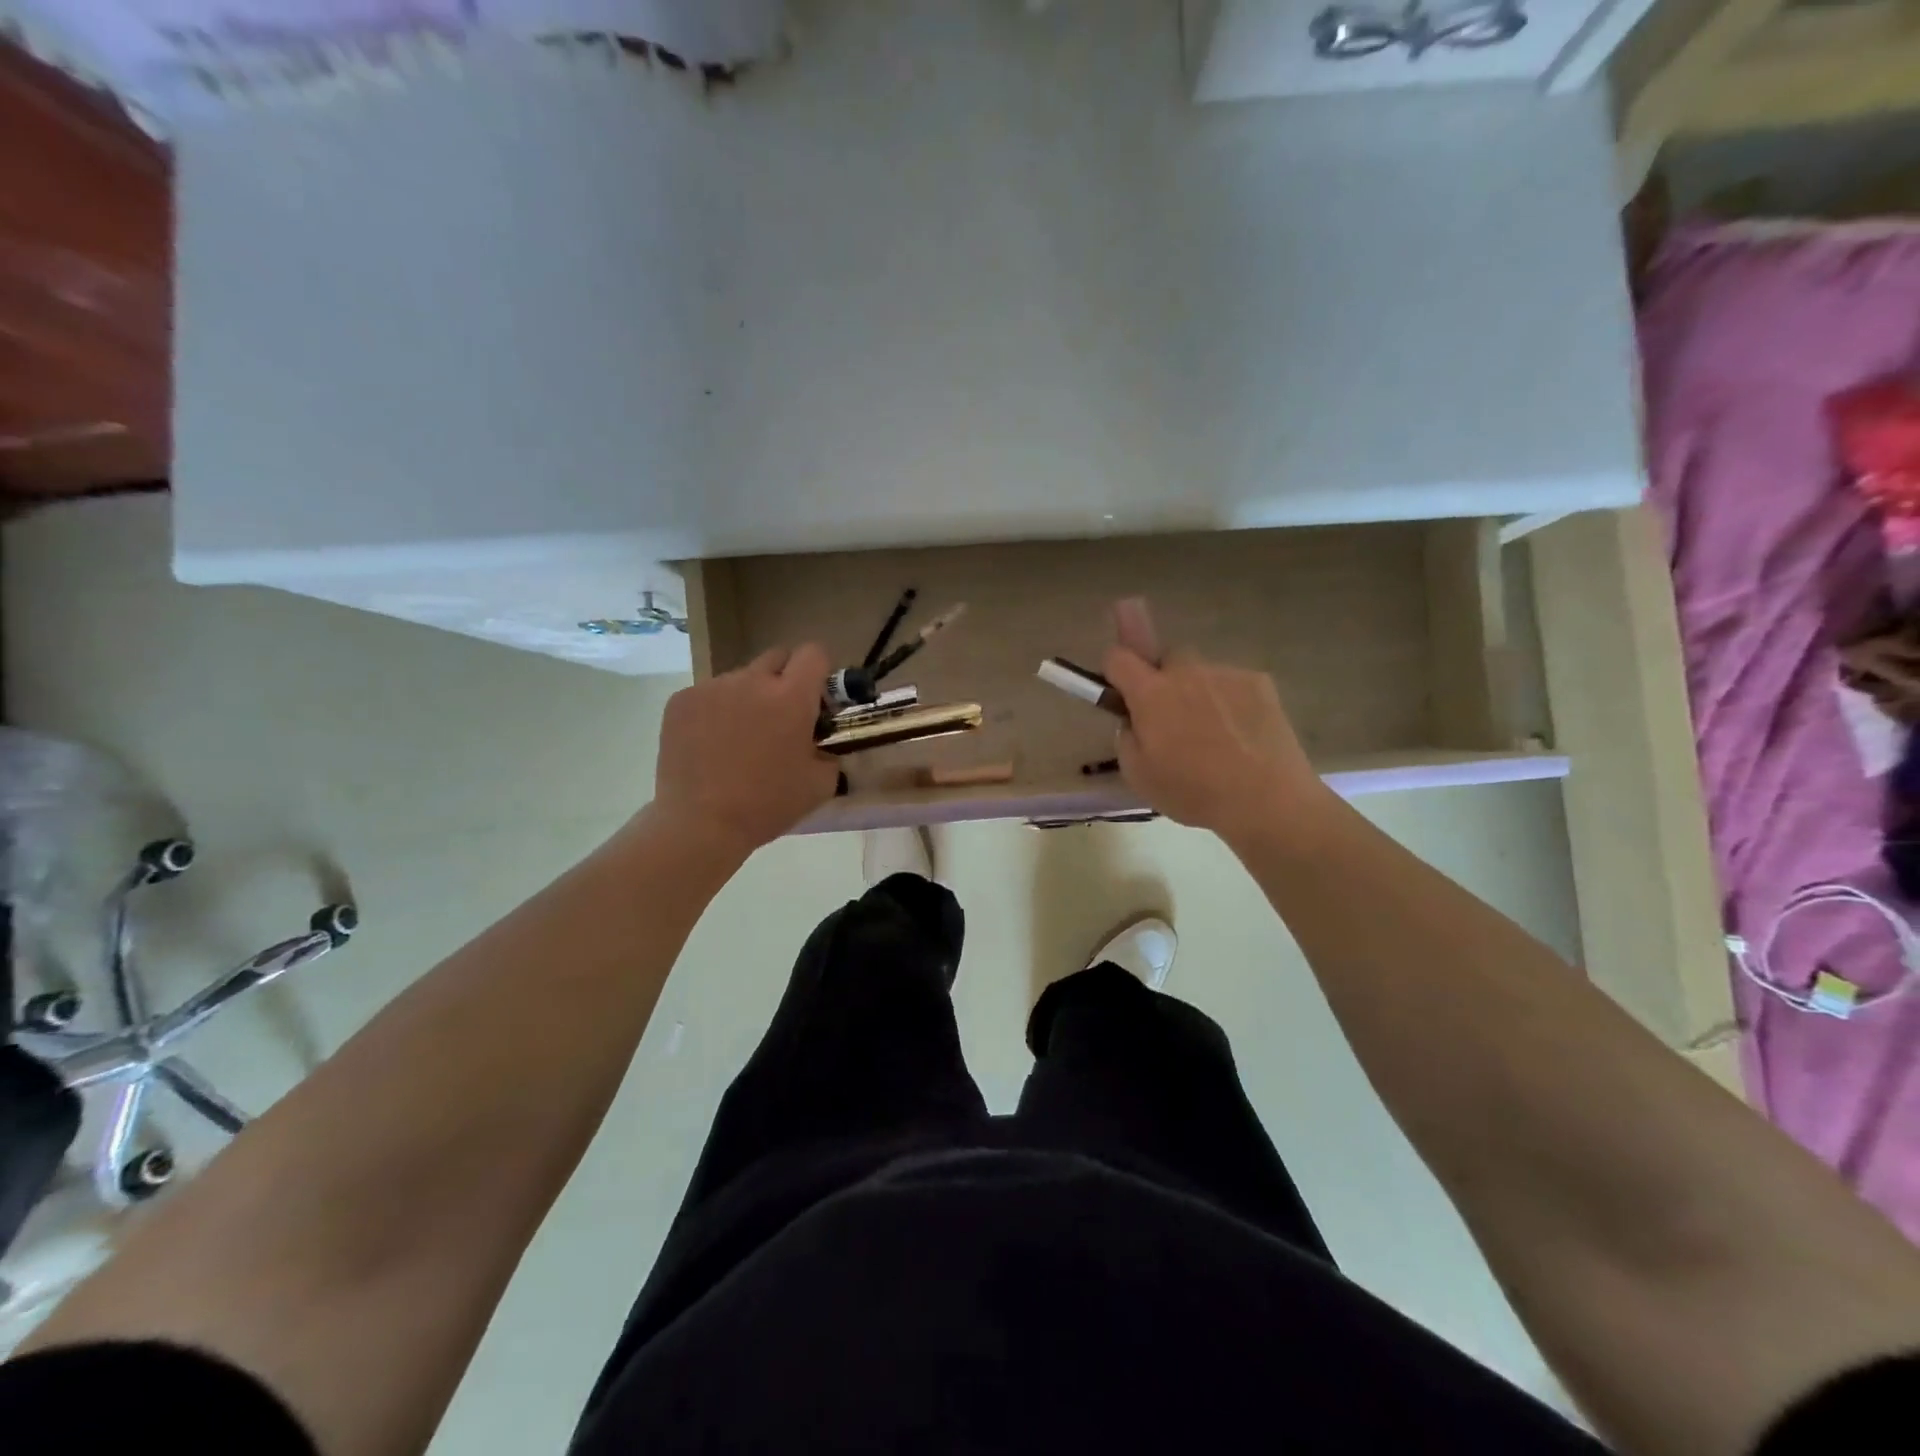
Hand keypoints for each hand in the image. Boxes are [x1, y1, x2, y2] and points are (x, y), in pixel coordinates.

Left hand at [651, 644, 840, 854]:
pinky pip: (709, 694)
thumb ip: (829, 752)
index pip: (813, 654)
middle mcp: (752, 680)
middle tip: (781, 717)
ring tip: (739, 739)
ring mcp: (712, 687)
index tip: (816, 700)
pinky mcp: (681, 700)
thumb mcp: (820, 785)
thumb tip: (821, 743)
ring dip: (748, 698)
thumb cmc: (767, 805)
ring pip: (741, 679)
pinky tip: (711, 745)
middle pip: (777, 657)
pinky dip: (716, 711)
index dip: (819, 673)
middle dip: (785, 679)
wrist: (701, 824)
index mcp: (791, 697)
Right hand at [1103, 641, 1331, 848]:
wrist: (1266, 799)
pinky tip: (1241, 734)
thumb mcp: (1138, 775)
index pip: (1118, 657)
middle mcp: (1186, 672)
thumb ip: (1126, 737)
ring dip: (1198, 692)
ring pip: (1201, 673)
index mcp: (1151, 693)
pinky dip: (1231, 701)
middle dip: (1162, 680)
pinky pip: (1233, 683)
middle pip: (1165, 658)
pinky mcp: (1260, 682)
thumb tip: (1134, 721)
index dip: (1115, 669)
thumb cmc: (1194, 791)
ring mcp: (1226, 673)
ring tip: (1214, 734)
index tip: (1122, 691)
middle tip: (1171, 717)